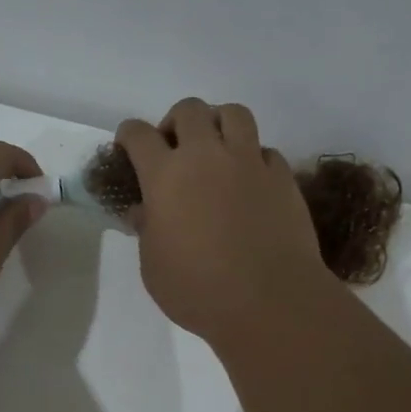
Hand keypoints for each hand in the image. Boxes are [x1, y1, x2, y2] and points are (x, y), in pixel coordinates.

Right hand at [115, 99, 336, 348]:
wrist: (270, 301)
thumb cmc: (199, 290)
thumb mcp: (154, 267)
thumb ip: (147, 230)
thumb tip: (144, 211)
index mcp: (165, 176)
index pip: (139, 134)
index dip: (129, 135)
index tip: (128, 146)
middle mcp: (206, 156)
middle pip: (189, 110)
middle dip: (176, 122)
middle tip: (175, 149)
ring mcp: (249, 162)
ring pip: (233, 113)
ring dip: (219, 124)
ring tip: (216, 150)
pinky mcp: (282, 176)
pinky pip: (265, 150)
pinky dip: (253, 158)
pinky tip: (250, 181)